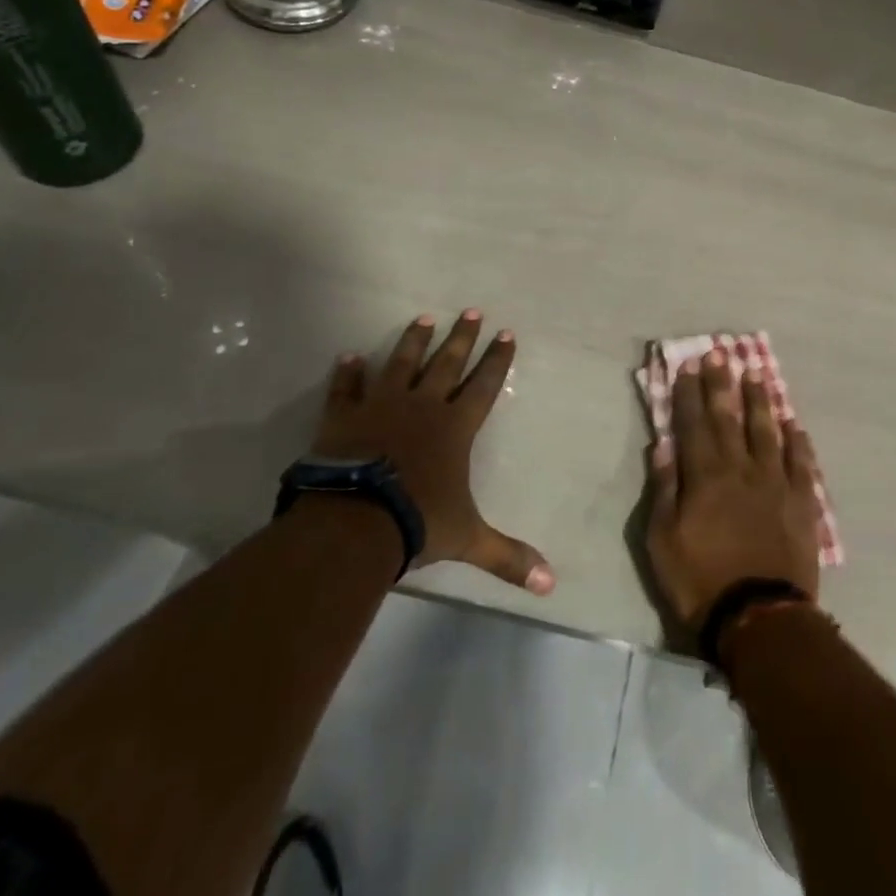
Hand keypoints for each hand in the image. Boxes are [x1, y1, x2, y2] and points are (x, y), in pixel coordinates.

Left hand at [315, 312, 554, 594]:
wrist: (355, 522)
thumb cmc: (417, 522)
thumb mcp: (469, 539)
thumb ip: (508, 557)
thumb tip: (550, 585)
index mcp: (455, 427)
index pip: (484, 385)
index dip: (497, 360)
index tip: (506, 333)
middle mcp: (423, 406)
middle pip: (447, 363)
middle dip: (462, 337)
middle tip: (471, 311)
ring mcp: (382, 406)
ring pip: (401, 363)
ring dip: (413, 341)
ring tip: (423, 318)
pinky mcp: (345, 416)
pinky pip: (347, 388)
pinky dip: (348, 373)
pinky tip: (349, 356)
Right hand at [645, 350, 821, 628]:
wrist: (760, 618)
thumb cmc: (701, 581)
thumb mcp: (663, 541)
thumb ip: (665, 490)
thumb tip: (663, 446)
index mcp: (705, 476)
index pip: (693, 424)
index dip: (689, 394)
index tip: (687, 366)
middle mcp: (741, 469)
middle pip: (729, 418)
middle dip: (721, 384)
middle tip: (719, 353)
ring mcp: (775, 484)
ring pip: (767, 431)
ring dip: (760, 401)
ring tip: (757, 374)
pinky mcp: (801, 503)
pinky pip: (800, 463)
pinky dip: (797, 441)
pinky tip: (794, 424)